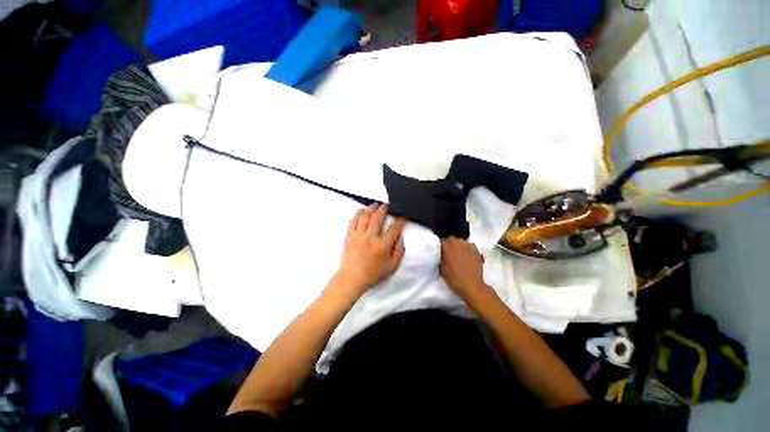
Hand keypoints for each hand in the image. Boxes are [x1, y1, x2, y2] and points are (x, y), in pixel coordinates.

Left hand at [335, 204, 406, 294]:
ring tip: (375, 205)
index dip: (400, 221)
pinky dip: (358, 214)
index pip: (394, 229)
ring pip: (364, 216)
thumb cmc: (372, 274)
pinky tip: (361, 210)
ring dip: (370, 208)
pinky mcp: (349, 236)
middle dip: (383, 209)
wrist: (351, 278)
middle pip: (377, 218)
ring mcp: (358, 235)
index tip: (403, 217)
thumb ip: (398, 253)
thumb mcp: (391, 267)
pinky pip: (353, 221)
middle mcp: (370, 237)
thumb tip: (400, 239)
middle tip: (387, 205)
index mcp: (382, 245)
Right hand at [440, 237, 488, 302]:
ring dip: (458, 244)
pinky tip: (467, 254)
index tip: (441, 251)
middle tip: (449, 252)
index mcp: (447, 247)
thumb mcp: (442, 268)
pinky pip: (470, 245)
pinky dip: (467, 248)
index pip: (442, 240)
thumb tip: (441, 253)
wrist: (471, 286)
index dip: (441, 246)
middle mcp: (457, 243)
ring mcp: (468, 246)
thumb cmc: (454, 278)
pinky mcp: (476, 250)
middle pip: (451, 238)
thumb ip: (441, 257)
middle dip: (449, 243)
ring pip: (461, 241)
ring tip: (458, 252)